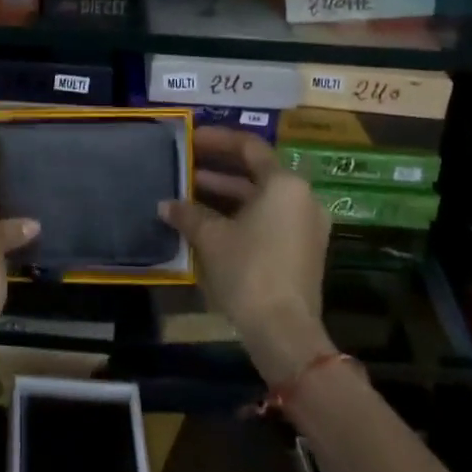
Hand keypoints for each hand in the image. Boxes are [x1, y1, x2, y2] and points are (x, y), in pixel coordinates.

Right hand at [161, 127, 335, 384]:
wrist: (285, 332)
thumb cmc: (249, 270)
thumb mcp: (211, 237)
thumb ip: (188, 213)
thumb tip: (165, 205)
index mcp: (284, 183)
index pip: (248, 146)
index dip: (217, 139)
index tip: (190, 139)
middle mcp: (301, 197)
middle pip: (256, 171)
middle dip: (218, 169)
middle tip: (185, 166)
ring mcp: (306, 226)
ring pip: (261, 198)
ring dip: (226, 194)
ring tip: (188, 194)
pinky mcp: (303, 251)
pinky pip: (268, 219)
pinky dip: (241, 215)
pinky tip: (208, 222)